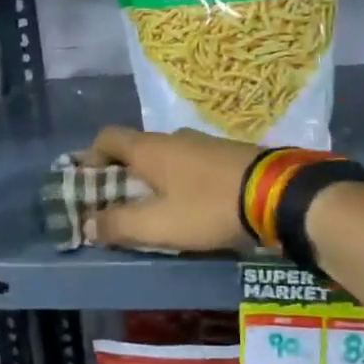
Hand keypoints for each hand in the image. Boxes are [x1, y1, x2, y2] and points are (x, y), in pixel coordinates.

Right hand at [81, 126, 259, 252]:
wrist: (278, 193)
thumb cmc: (208, 207)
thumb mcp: (158, 225)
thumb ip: (119, 224)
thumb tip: (86, 223)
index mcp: (150, 148)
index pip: (107, 138)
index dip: (91, 157)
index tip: (86, 182)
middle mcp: (173, 138)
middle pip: (136, 149)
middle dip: (123, 174)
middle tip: (119, 204)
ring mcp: (204, 143)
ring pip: (166, 158)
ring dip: (155, 179)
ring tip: (156, 210)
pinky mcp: (229, 154)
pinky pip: (192, 164)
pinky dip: (181, 181)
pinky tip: (192, 205)